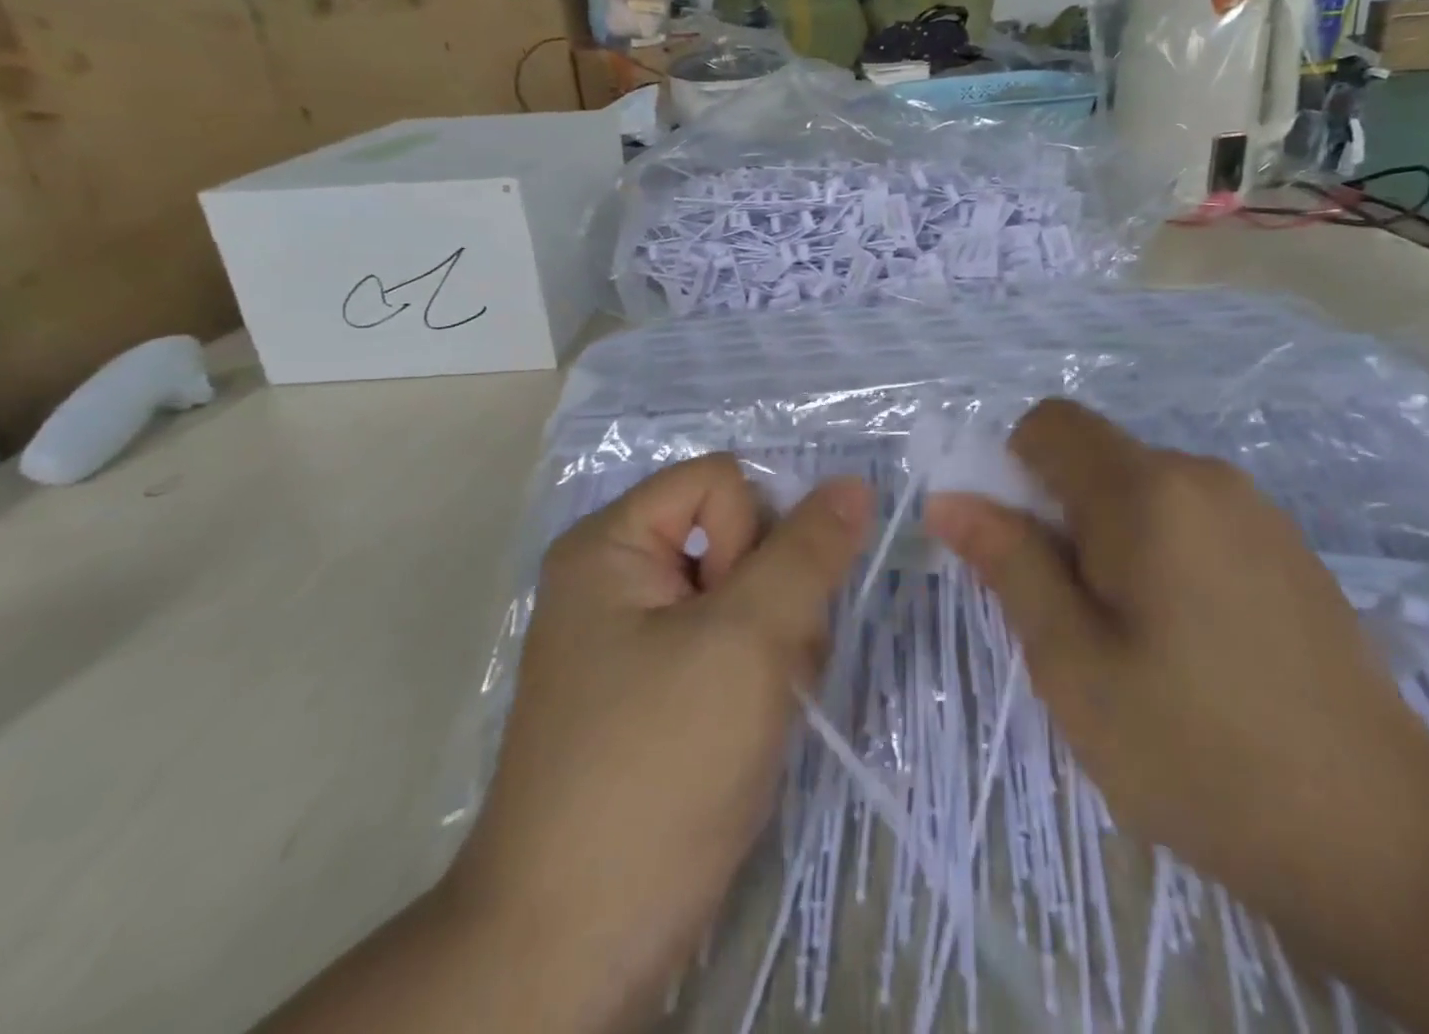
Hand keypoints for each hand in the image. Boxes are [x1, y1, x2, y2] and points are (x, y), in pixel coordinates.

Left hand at [451, 456, 870, 1033]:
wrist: (575, 945)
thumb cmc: (657, 768)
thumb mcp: (748, 643)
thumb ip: (808, 552)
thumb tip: (854, 484)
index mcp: (612, 543)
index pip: (722, 481)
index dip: (754, 535)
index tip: (745, 615)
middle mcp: (618, 577)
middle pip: (736, 536)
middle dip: (773, 598)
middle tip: (764, 670)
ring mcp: (636, 637)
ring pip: (745, 594)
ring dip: (776, 644)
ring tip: (760, 709)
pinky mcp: (658, 688)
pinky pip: (732, 644)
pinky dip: (759, 677)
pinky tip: (754, 727)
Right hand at [924, 399, 1428, 904]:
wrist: (1383, 838)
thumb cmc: (1197, 749)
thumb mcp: (1072, 663)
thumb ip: (1008, 564)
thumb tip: (949, 500)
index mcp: (1147, 492)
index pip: (1050, 424)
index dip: (1013, 470)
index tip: (1020, 551)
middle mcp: (1202, 476)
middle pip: (1094, 459)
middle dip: (1059, 518)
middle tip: (1070, 618)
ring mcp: (1254, 510)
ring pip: (1138, 492)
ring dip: (1106, 542)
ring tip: (1129, 642)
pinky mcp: (1284, 547)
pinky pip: (1188, 520)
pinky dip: (1157, 555)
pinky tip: (1189, 646)